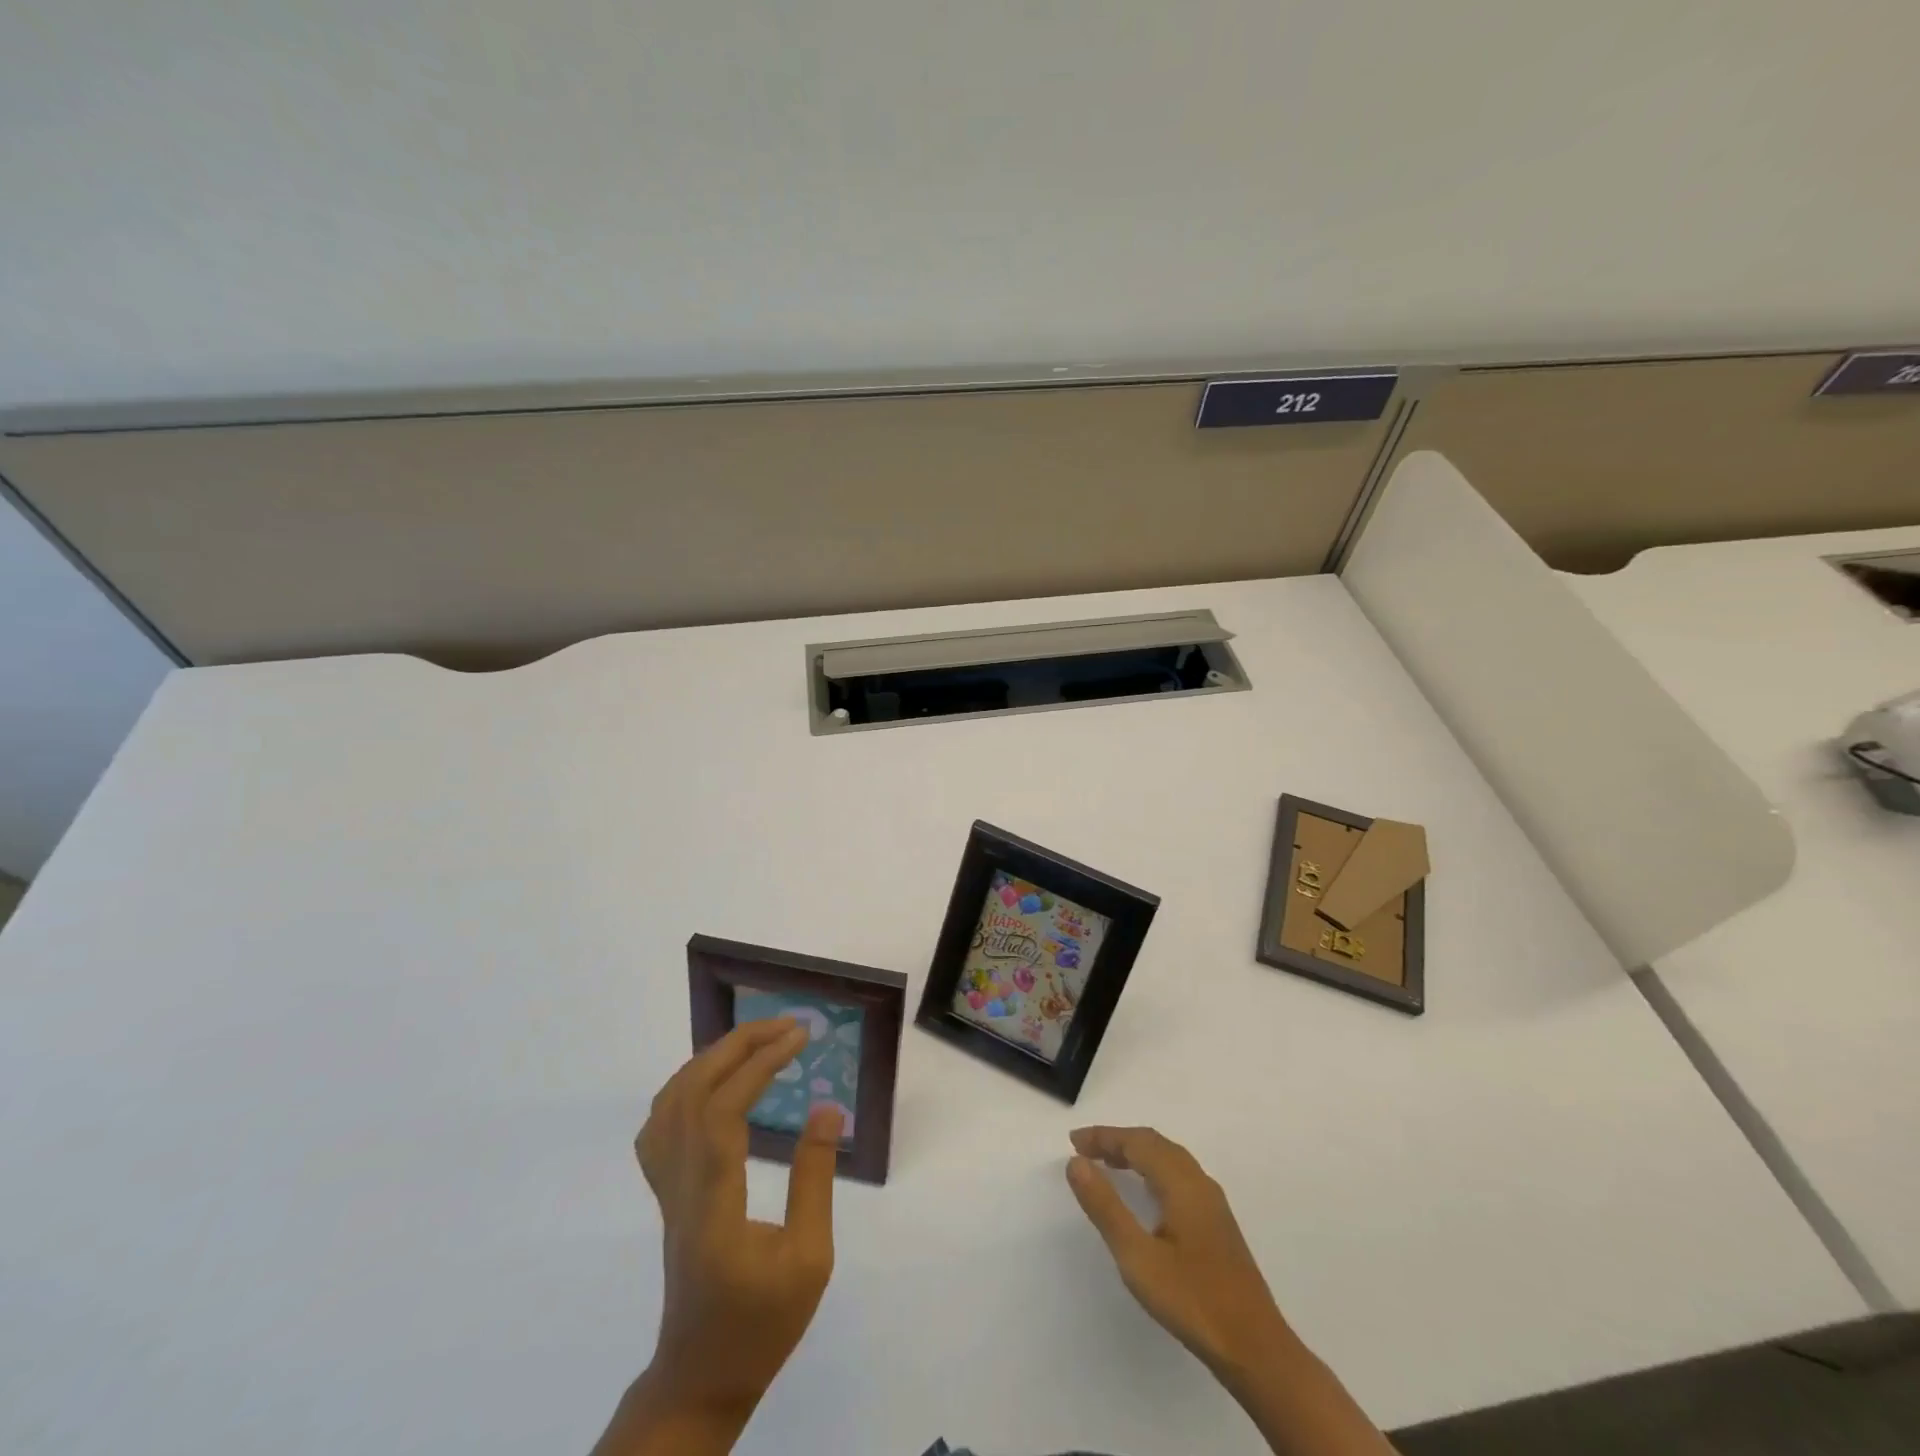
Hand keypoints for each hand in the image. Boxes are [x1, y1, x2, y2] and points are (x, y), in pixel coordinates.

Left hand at [635, 1020, 841, 1418]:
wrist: (701, 1375)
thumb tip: (826, 1108)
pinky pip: (661, 1123)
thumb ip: (815, 1180)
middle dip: (739, 1045)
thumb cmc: (762, 1324)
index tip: (800, 1039)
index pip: (724, 1112)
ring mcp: (666, 1188)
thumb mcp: (810, 1260)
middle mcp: (680, 1186)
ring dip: (713, 1058)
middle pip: (692, 1093)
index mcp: (713, 1204)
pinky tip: (716, 1080)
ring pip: (670, 1102)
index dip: (760, 1065)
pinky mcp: (666, 1192)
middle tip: (786, 1026)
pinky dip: (688, 1084)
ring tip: (758, 1041)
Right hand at [1066, 1125, 1291, 1379]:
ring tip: (1108, 1165)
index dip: (1104, 1137)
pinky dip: (1153, 1170)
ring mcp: (1212, 1203)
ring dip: (1137, 1154)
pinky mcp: (1218, 1224)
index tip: (1073, 1141)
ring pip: (1169, 1159)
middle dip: (1118, 1141)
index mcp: (1181, 1182)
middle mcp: (1199, 1182)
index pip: (1137, 1142)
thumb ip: (1105, 1207)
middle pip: (1154, 1144)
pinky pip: (1179, 1176)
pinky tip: (1146, 1194)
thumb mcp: (1138, 1257)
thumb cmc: (1192, 1300)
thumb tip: (1076, 1162)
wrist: (1256, 1349)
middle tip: (1085, 1150)